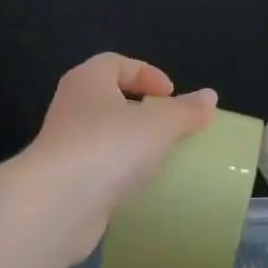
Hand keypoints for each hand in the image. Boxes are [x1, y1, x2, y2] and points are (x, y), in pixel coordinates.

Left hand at [23, 54, 217, 257]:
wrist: (57, 205)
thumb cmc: (109, 148)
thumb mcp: (159, 125)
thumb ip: (186, 111)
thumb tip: (210, 97)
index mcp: (87, 81)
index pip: (115, 63)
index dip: (145, 72)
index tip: (170, 94)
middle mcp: (70, 107)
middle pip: (107, 98)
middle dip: (139, 110)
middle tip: (168, 125)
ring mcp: (63, 146)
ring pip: (102, 136)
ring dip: (129, 144)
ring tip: (160, 159)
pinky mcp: (64, 182)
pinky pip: (97, 169)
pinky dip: (118, 174)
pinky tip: (139, 188)